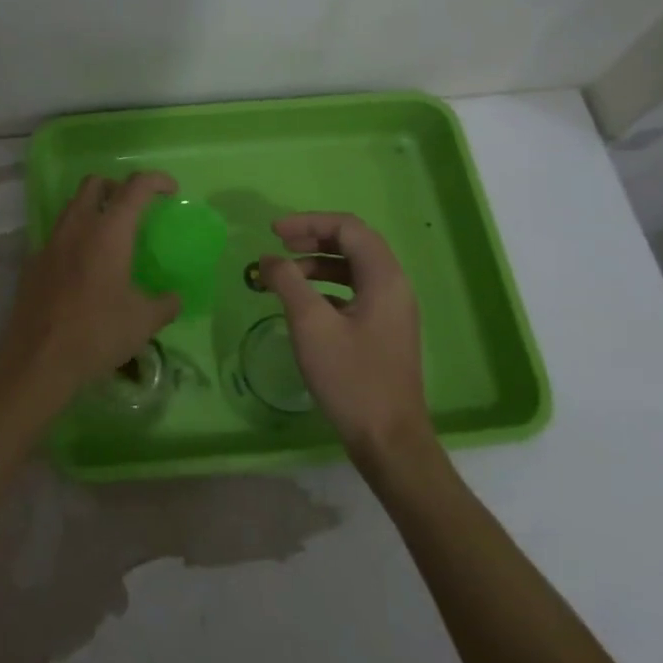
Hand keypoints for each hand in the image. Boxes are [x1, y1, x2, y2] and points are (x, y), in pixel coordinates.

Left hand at [0, 172, 182, 402]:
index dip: (156, 180)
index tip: (170, 190)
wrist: (38, 359)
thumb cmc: (97, 333)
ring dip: (92, 209)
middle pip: (94, 183)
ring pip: (71, 207)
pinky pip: (56, 236)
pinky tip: (82, 268)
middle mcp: (77, 227)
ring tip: (109, 237)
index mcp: (109, 232)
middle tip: (133, 208)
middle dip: (116, 187)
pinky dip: (73, 238)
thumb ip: (165, 304)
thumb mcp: (143, 322)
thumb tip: (175, 299)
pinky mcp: (32, 263)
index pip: (135, 187)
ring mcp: (50, 242)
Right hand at [255, 213, 436, 464]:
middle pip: (353, 243)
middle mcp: (394, 286)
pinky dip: (326, 286)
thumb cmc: (351, 377)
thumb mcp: (311, 324)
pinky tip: (303, 302)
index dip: (309, 222)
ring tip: (284, 273)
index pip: (348, 228)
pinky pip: (354, 291)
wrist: (388, 439)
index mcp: (384, 277)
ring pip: (353, 268)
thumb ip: (287, 282)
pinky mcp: (383, 330)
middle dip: (313, 237)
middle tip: (278, 245)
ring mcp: (392, 309)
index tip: (274, 232)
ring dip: (318, 262)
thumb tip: (268, 259)